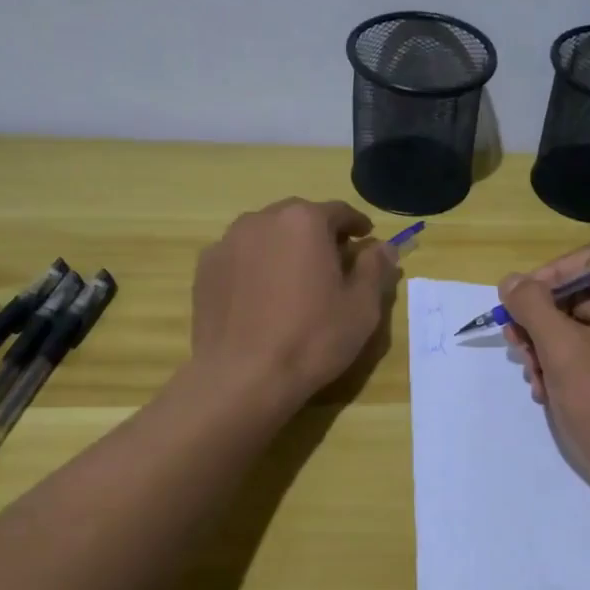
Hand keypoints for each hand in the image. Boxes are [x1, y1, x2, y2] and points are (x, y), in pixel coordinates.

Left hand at [190, 198, 400, 410]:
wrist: (242, 377)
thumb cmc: (312, 339)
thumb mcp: (362, 307)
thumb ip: (375, 268)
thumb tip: (384, 246)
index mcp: (304, 221)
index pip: (339, 211)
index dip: (356, 225)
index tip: (365, 240)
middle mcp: (262, 219)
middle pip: (299, 218)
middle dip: (318, 235)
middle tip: (332, 264)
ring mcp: (227, 242)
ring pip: (266, 235)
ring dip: (285, 248)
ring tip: (294, 280)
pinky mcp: (205, 268)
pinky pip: (240, 256)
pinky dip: (256, 266)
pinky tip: (262, 298)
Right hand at [499, 249, 589, 515]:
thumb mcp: (563, 351)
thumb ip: (533, 307)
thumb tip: (511, 280)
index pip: (589, 261)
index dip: (548, 275)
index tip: (518, 302)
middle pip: (579, 297)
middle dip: (541, 320)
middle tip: (516, 344)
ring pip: (577, 330)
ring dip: (545, 349)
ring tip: (533, 377)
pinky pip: (586, 358)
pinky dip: (561, 370)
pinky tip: (546, 393)